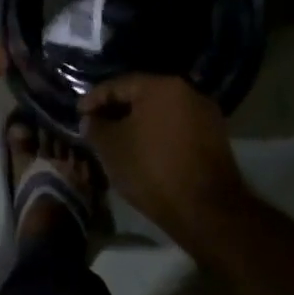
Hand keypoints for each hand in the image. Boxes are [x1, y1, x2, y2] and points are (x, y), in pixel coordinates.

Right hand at [79, 75, 248, 237]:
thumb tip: (91, 120)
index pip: (118, 85)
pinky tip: (143, 150)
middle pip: (142, 95)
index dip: (94, 99)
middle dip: (117, 110)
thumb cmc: (152, 170)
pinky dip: (157, 134)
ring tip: (117, 140)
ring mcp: (205, 115)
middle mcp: (187, 92)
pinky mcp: (215, 137)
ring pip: (161, 113)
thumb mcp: (111, 147)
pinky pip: (176, 127)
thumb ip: (95, 127)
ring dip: (138, 123)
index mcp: (161, 86)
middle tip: (96, 125)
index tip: (78, 114)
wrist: (206, 210)